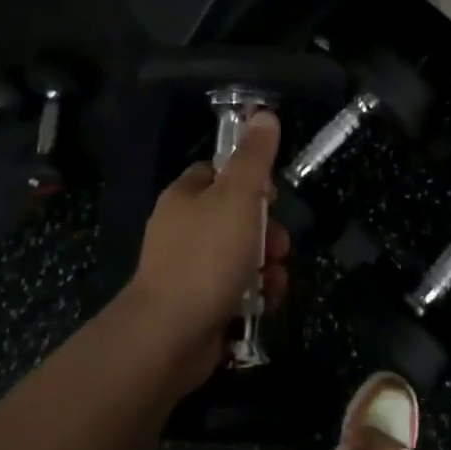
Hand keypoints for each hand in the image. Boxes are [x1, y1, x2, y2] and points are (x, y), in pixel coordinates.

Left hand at [127, 111, 289, 388]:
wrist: (169, 336)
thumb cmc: (206, 256)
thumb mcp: (238, 197)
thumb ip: (254, 157)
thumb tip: (264, 113)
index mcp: (185, 197)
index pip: (219, 173)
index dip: (250, 180)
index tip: (273, 195)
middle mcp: (182, 229)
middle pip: (236, 217)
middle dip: (268, 231)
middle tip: (281, 245)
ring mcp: (188, 270)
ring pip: (240, 255)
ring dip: (267, 265)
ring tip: (276, 280)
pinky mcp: (197, 304)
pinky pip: (235, 289)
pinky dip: (255, 293)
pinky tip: (265, 302)